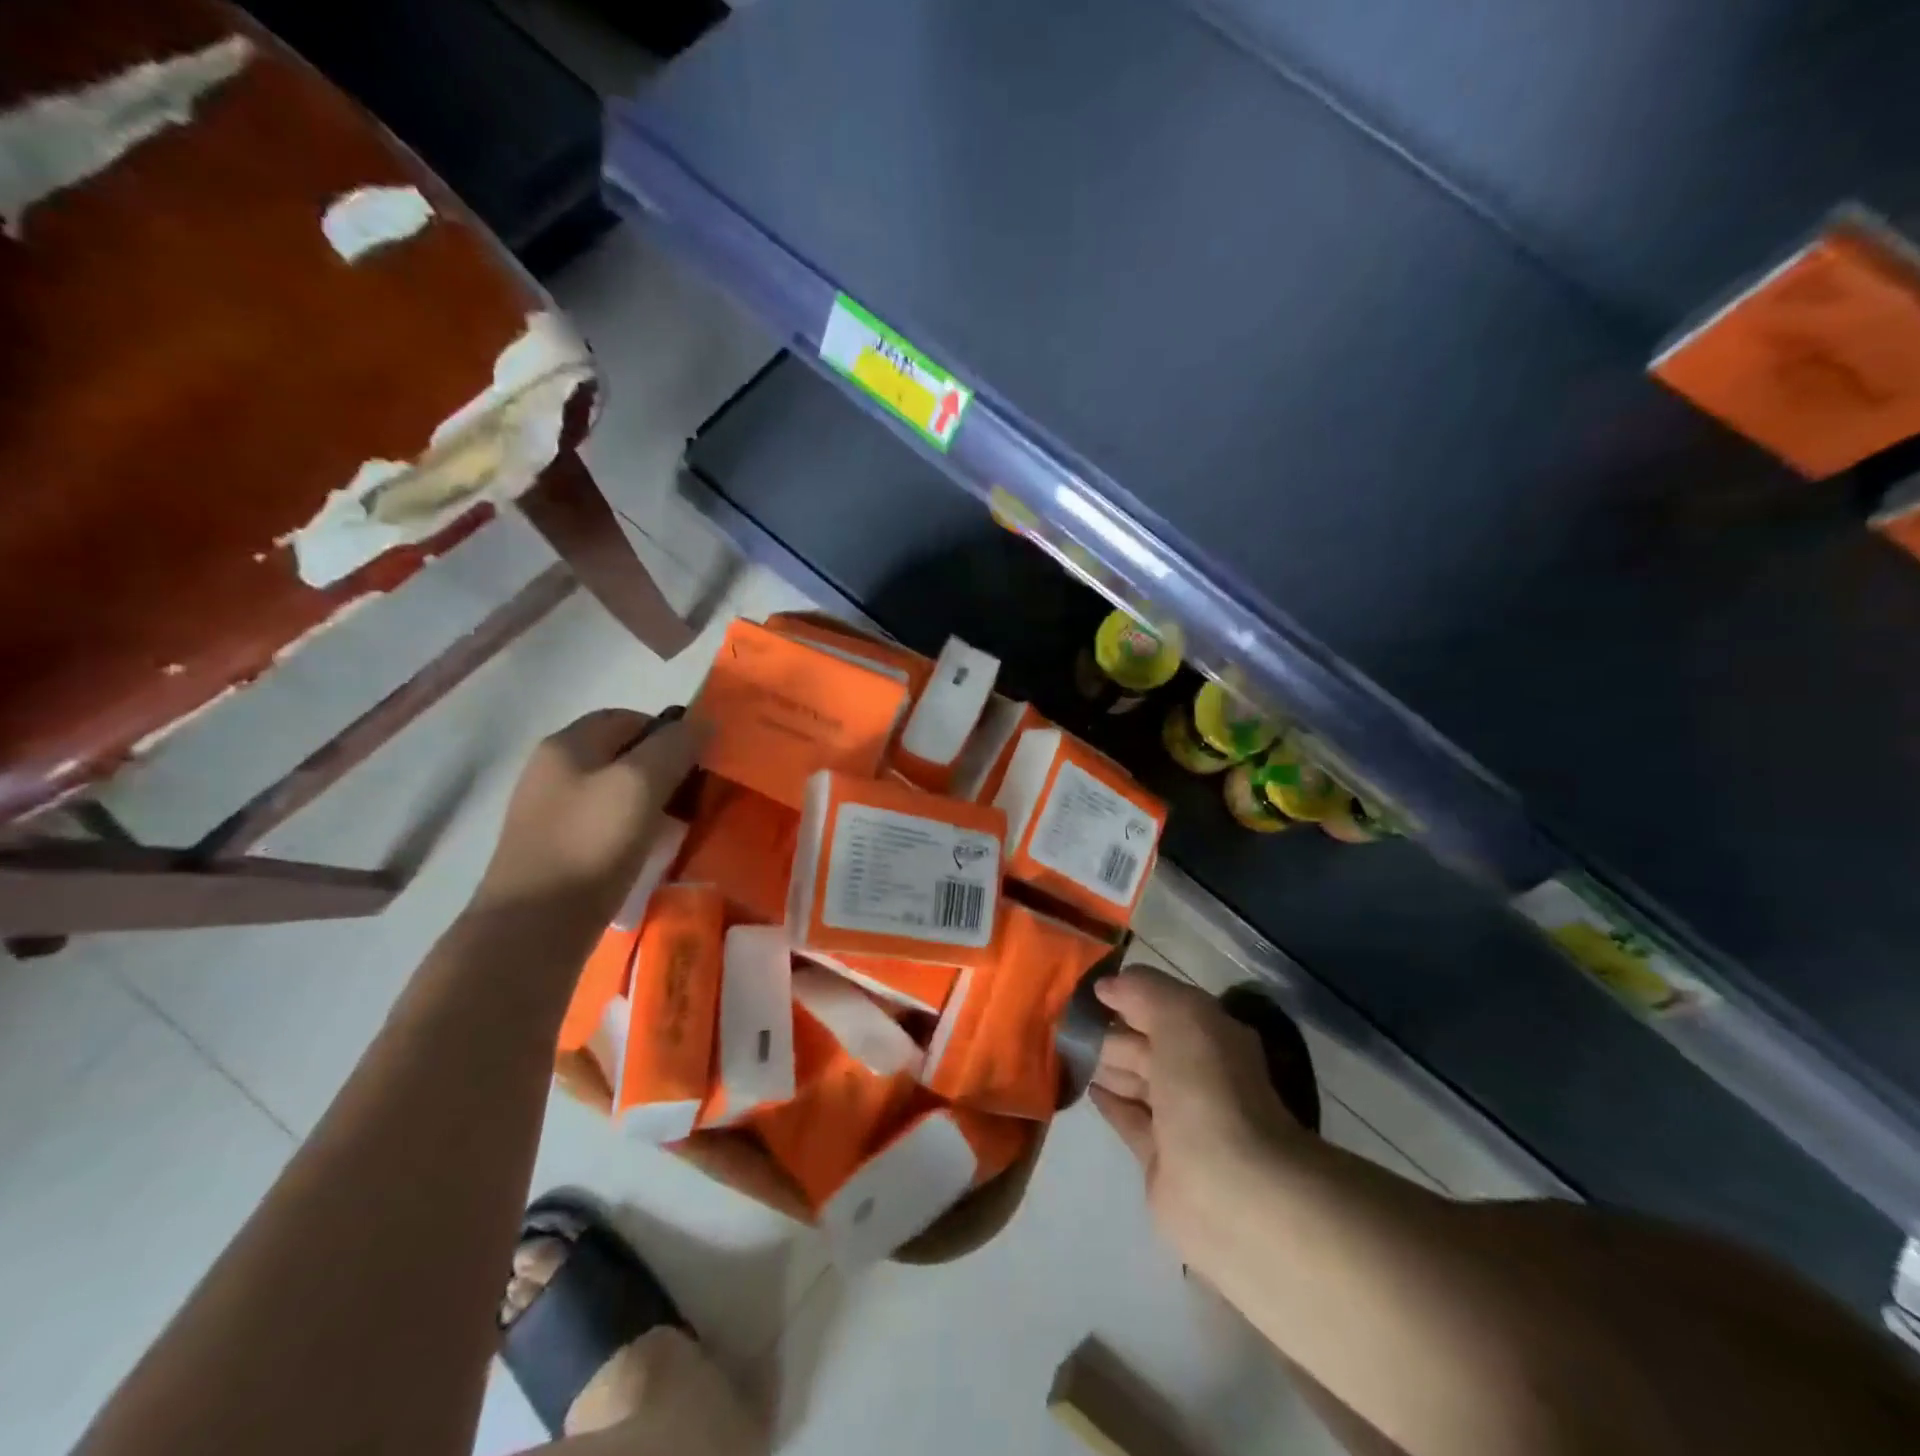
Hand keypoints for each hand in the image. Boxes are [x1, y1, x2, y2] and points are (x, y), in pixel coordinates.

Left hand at [475, 707, 706, 925]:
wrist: (534, 928)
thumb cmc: (591, 845)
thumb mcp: (641, 785)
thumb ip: (675, 746)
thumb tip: (704, 723)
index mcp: (567, 744)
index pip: (629, 717)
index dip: (669, 732)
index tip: (700, 762)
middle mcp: (552, 770)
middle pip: (621, 754)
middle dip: (663, 768)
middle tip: (695, 794)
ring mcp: (549, 811)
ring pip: (615, 791)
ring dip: (650, 802)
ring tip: (678, 825)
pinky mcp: (555, 848)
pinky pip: (604, 823)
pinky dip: (632, 829)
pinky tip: (648, 851)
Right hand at [1091, 967, 1304, 1272]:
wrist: (1228, 1188)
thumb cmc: (1206, 1089)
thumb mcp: (1180, 1016)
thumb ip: (1143, 990)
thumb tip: (1106, 986)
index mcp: (1212, 1036)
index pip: (1164, 1004)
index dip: (1128, 993)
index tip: (1084, 988)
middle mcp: (1200, 1074)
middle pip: (1148, 1043)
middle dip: (1112, 1030)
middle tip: (1065, 1021)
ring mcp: (1181, 1119)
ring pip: (1137, 1080)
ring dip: (1106, 1063)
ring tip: (1066, 1048)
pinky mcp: (1160, 1159)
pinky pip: (1129, 1119)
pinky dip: (1109, 1101)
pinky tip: (1084, 1087)